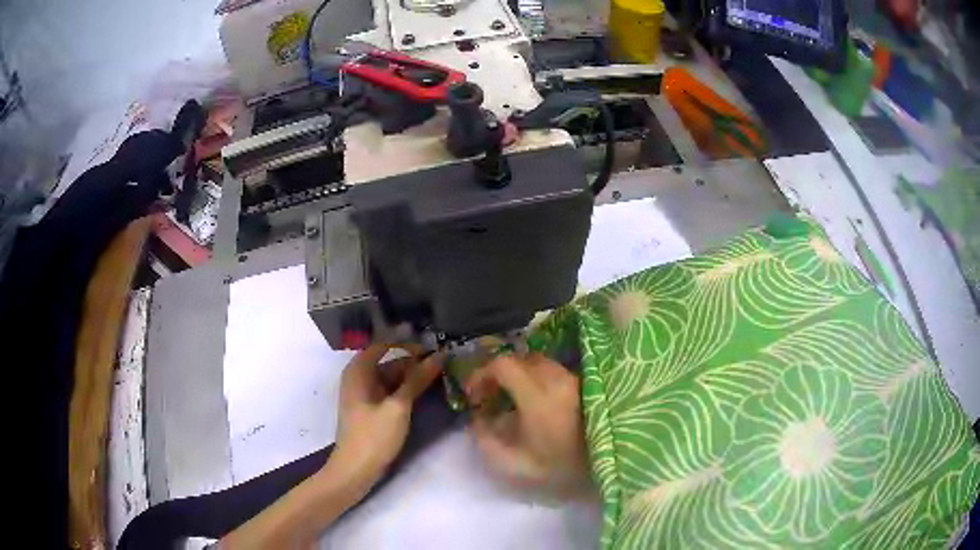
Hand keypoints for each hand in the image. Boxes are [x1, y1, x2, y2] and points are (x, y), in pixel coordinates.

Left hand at [330, 344, 441, 490]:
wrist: (355, 470)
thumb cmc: (373, 436)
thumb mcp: (398, 407)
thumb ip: (417, 380)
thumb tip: (439, 357)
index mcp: (359, 370)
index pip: (384, 343)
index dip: (408, 342)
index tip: (433, 344)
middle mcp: (359, 377)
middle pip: (389, 361)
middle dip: (414, 361)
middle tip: (444, 363)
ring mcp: (365, 395)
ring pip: (392, 378)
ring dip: (413, 377)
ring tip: (440, 376)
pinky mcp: (371, 409)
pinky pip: (390, 392)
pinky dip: (407, 390)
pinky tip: (426, 393)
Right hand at [465, 353, 591, 497]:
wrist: (609, 463)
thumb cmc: (563, 467)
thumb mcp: (517, 465)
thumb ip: (488, 442)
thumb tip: (479, 420)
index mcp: (538, 397)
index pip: (504, 366)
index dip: (482, 375)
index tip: (474, 394)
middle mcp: (557, 379)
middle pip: (520, 359)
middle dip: (499, 374)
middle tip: (490, 396)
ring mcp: (573, 379)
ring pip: (538, 363)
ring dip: (519, 374)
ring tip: (511, 399)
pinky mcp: (584, 382)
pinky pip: (553, 370)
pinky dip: (536, 377)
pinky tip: (534, 400)